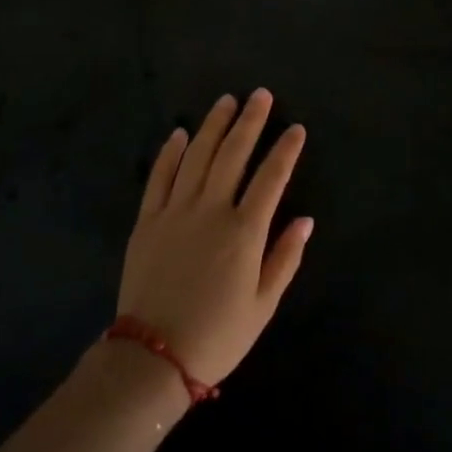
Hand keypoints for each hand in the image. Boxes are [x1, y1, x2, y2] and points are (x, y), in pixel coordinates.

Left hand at [117, 91, 312, 385]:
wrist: (153, 357)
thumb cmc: (217, 335)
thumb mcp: (263, 305)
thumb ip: (285, 258)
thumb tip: (305, 219)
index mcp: (243, 231)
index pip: (271, 178)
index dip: (285, 150)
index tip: (296, 128)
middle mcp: (210, 210)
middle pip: (233, 154)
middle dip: (249, 121)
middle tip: (260, 95)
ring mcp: (175, 211)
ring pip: (197, 155)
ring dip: (213, 126)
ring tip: (226, 101)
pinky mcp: (147, 219)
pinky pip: (159, 176)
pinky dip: (170, 152)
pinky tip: (179, 133)